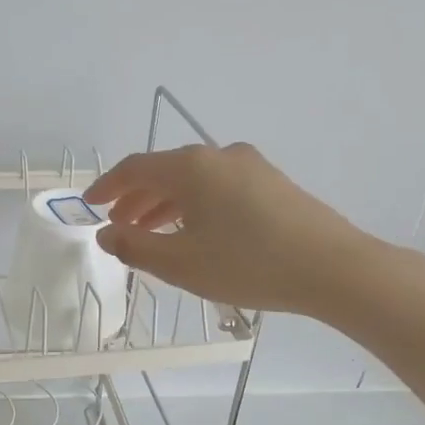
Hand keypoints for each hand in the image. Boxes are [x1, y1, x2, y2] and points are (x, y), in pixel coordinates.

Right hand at [84, 142, 379, 318]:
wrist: (334, 268)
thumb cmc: (248, 264)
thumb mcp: (181, 263)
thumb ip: (135, 247)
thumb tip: (106, 234)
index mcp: (191, 167)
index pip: (135, 168)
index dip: (108, 186)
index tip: (90, 204)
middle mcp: (219, 156)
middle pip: (165, 171)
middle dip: (136, 198)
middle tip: (118, 224)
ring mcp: (250, 166)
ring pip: (193, 180)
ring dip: (165, 204)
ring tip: (151, 233)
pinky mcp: (272, 183)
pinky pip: (218, 187)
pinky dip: (194, 205)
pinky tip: (195, 232)